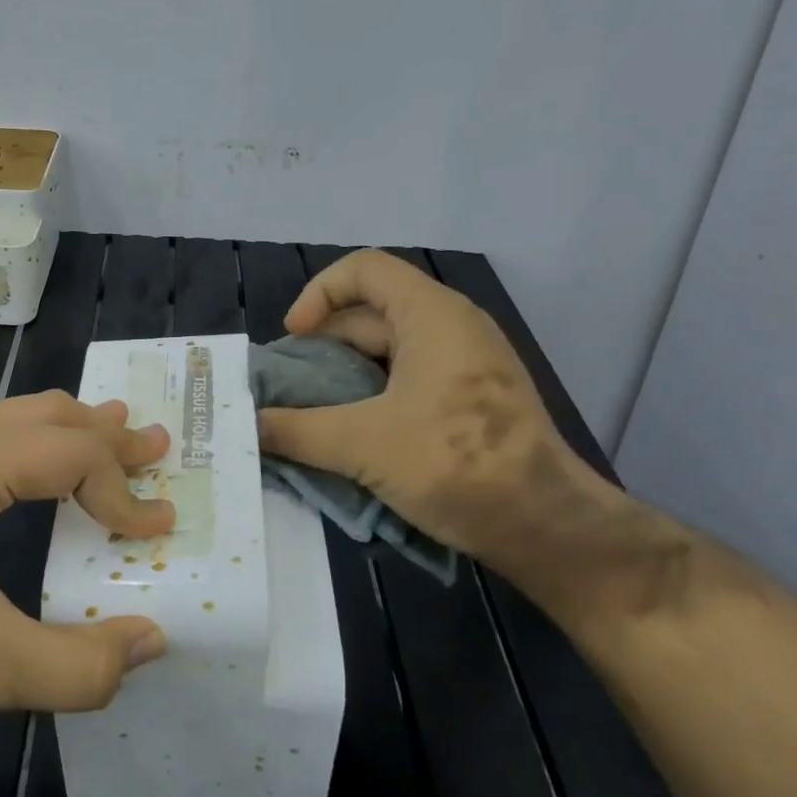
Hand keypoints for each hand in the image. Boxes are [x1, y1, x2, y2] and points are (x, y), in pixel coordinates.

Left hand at [0, 392, 174, 782]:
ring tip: (100, 432)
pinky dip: (3, 447)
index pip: (71, 456)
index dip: (123, 492)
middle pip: (40, 417)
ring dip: (55, 432)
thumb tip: (152, 644)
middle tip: (152, 445)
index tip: (156, 534)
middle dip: (102, 432)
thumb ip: (84, 661)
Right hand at [256, 251, 626, 590]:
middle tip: (288, 386)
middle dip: (323, 345)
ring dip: (344, 376)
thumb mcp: (364, 445)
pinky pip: (408, 379)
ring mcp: (466, 363)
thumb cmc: (457, 464)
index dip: (319, 294)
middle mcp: (451, 326)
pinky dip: (372, 396)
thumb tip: (247, 425)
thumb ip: (297, 430)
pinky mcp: (472, 398)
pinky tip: (350, 434)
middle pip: (370, 313)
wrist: (548, 527)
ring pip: (388, 351)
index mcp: (431, 314)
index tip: (294, 338)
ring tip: (310, 413)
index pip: (363, 269)